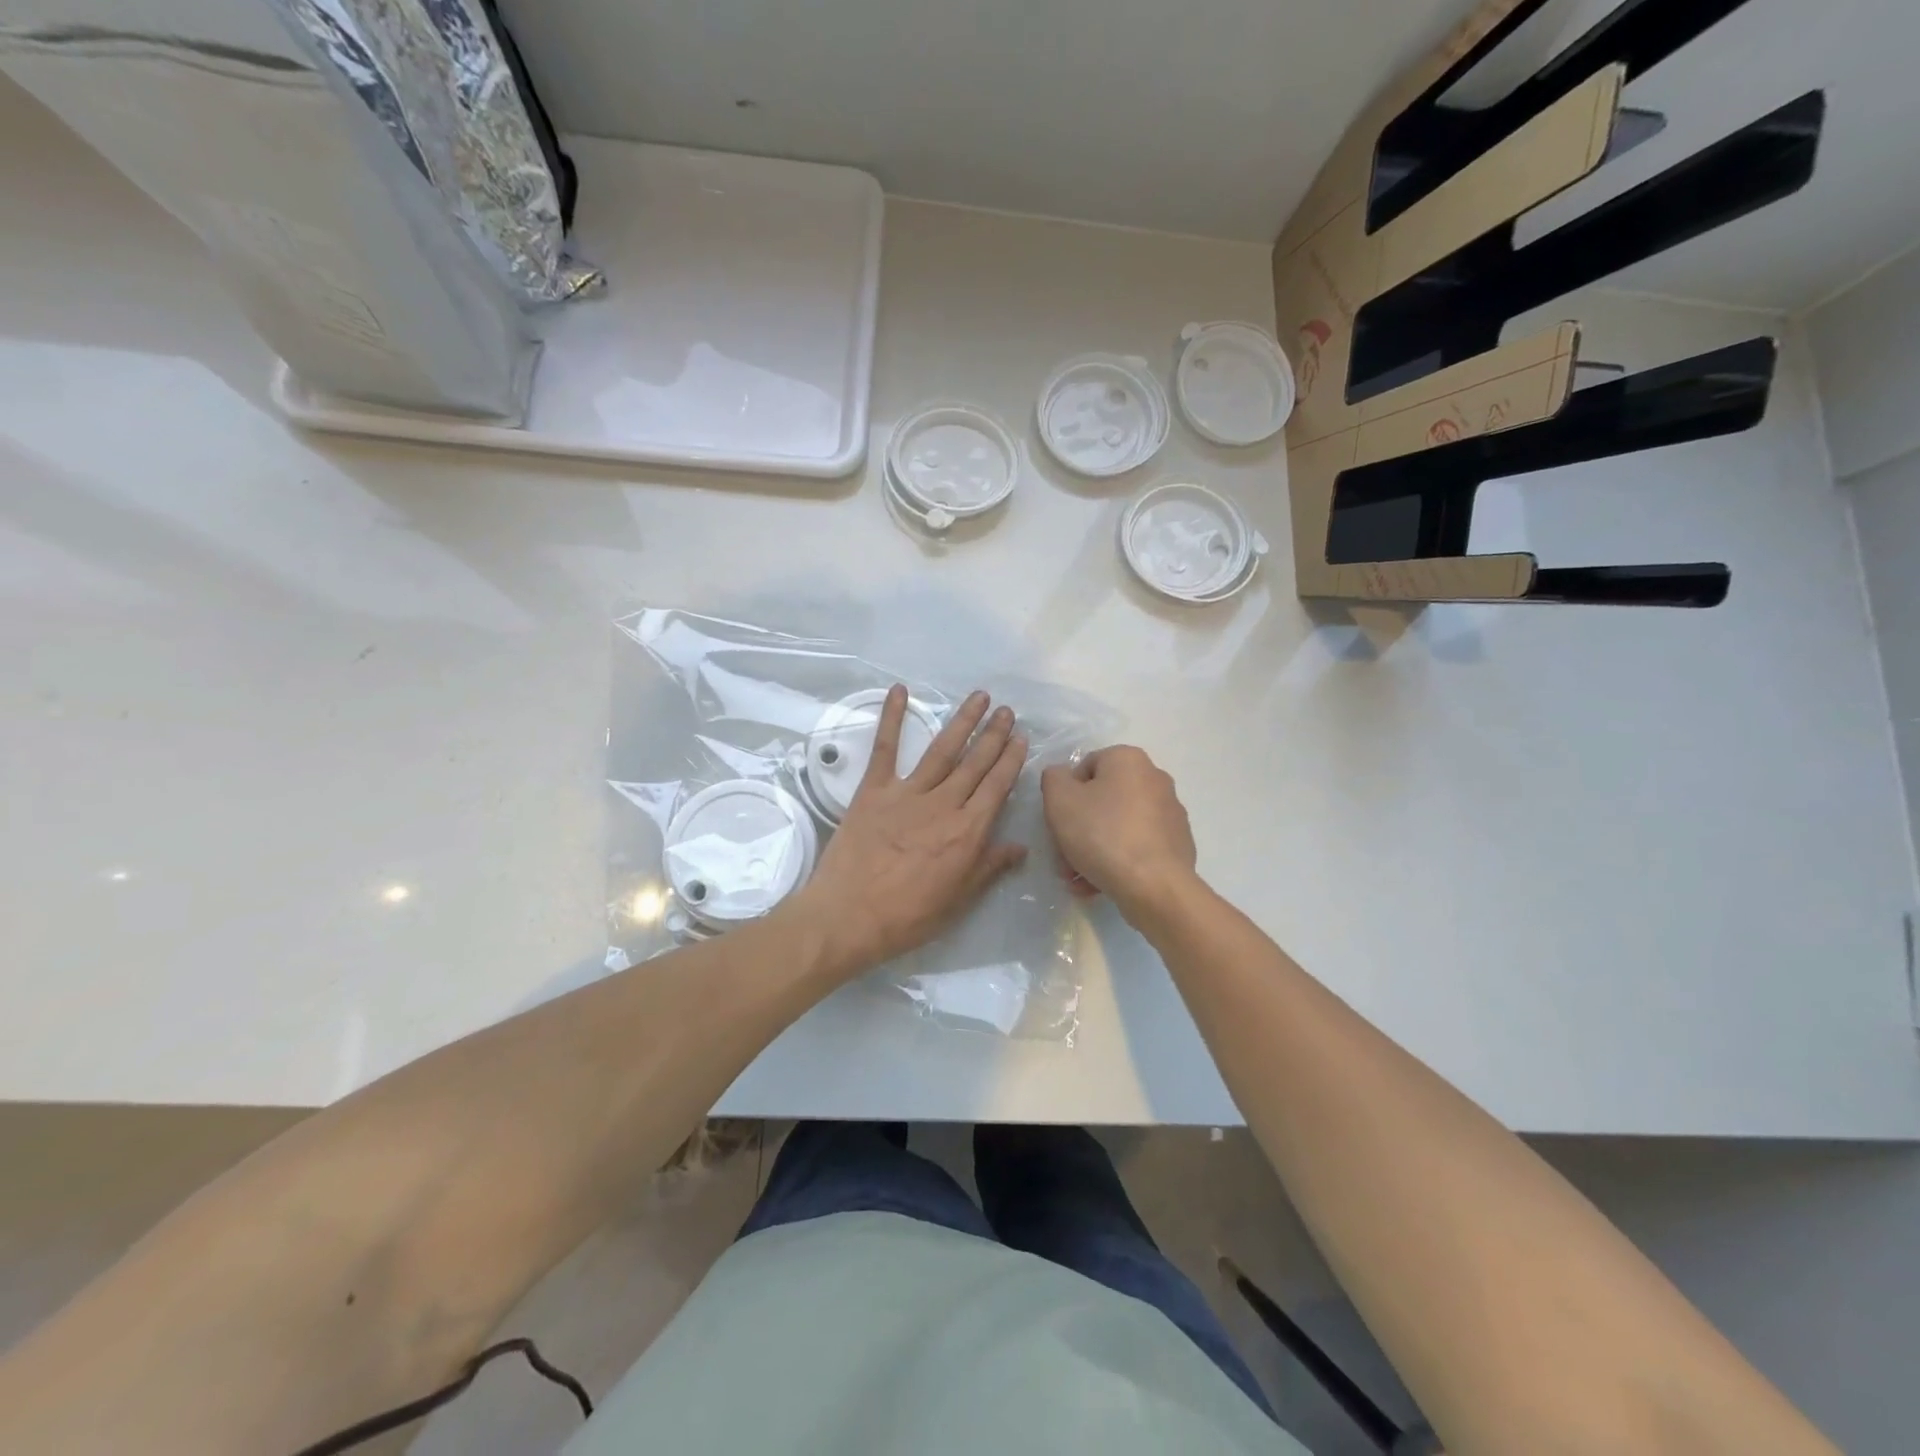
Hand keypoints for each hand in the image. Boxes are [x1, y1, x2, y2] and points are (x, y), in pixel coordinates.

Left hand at [795, 686, 1028, 977]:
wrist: (848, 916)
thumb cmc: (907, 916)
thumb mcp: (958, 900)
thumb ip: (989, 868)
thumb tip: (1020, 847)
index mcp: (967, 831)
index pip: (996, 787)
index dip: (1011, 761)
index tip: (1021, 739)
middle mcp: (943, 804)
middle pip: (975, 762)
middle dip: (994, 735)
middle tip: (1007, 710)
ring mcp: (907, 793)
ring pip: (942, 750)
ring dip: (963, 722)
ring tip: (978, 698)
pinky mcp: (873, 790)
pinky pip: (885, 748)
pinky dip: (891, 718)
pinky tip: (900, 691)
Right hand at [1040, 746, 1197, 918]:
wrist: (1154, 886)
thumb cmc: (1102, 834)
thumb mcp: (1059, 800)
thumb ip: (1053, 778)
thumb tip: (1061, 777)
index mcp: (1128, 760)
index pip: (1085, 768)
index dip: (1064, 796)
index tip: (1058, 823)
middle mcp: (1154, 779)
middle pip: (1102, 800)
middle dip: (1078, 829)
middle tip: (1064, 858)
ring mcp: (1170, 813)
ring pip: (1118, 826)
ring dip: (1093, 849)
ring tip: (1078, 879)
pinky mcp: (1178, 844)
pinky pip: (1138, 846)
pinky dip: (1118, 860)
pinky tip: (1101, 883)